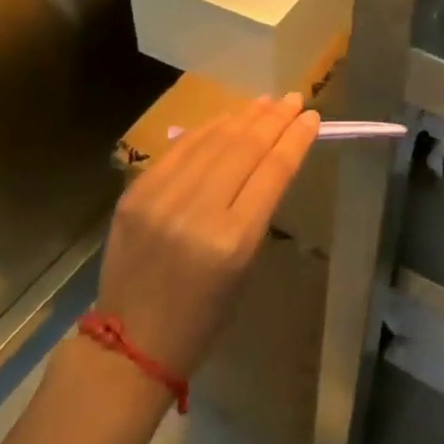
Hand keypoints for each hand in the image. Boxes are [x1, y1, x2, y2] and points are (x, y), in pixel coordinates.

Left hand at [94, 94, 318, 378]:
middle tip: (294, 100)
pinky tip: (227, 118)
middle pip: (245, 148)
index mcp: (233, 240)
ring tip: (267, 102)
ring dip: (244, 116)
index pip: (273, 170)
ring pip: (213, 140)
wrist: (130, 344)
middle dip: (275, 119)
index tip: (313, 117)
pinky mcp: (135, 194)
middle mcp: (197, 212)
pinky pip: (179, 149)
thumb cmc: (203, 316)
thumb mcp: (245, 266)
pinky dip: (208, 129)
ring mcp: (162, 199)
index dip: (295, 138)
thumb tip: (272, 156)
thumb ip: (257, 208)